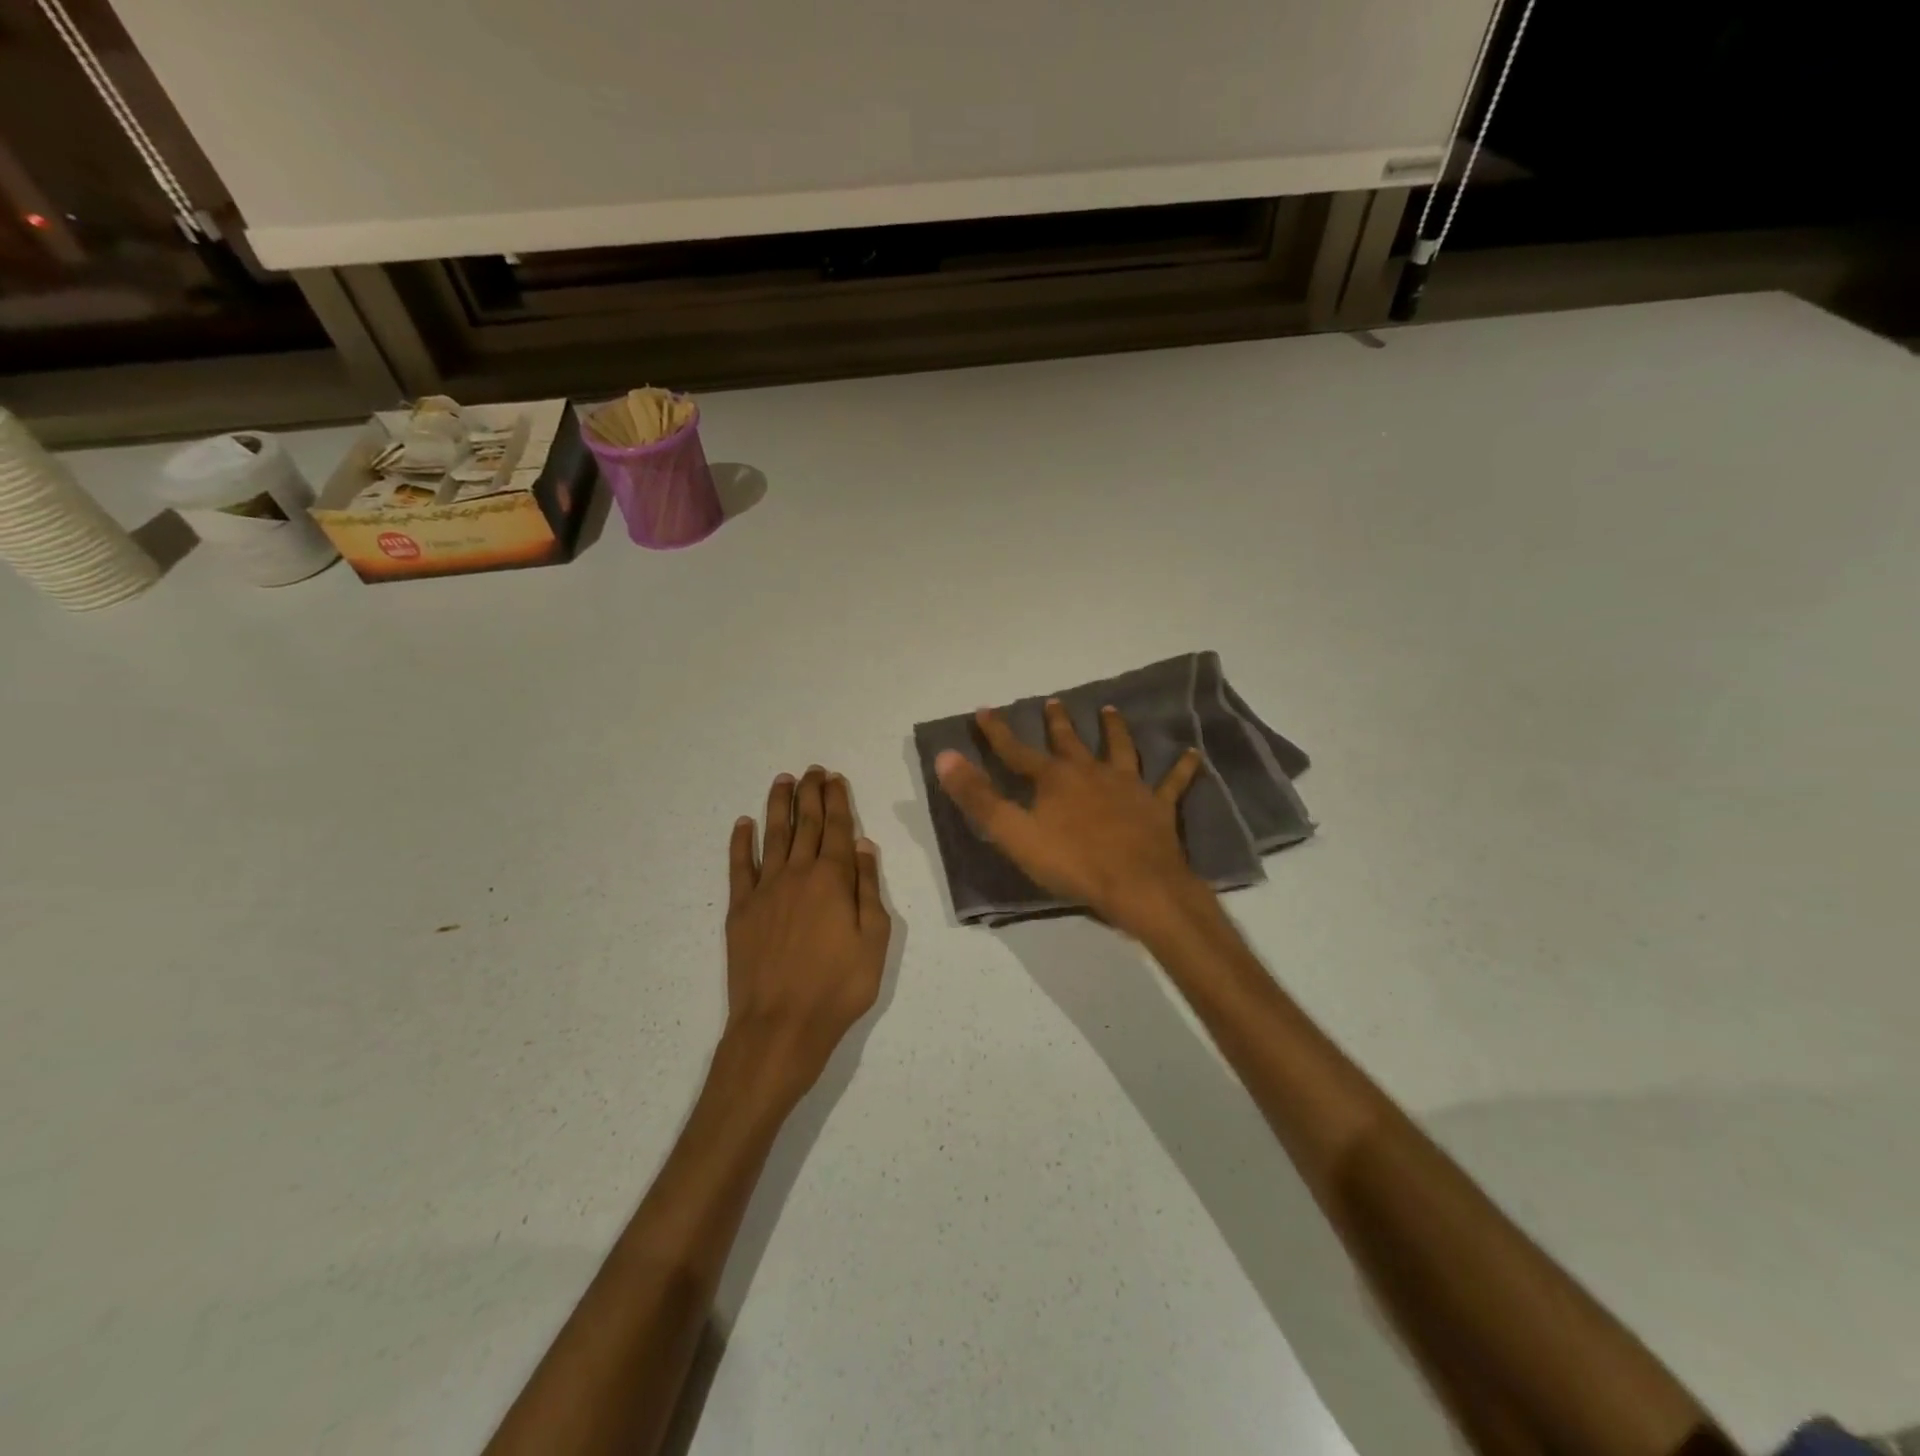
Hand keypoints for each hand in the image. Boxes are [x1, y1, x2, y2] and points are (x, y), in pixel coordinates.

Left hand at [725, 767, 891, 1099]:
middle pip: (805, 825)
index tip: (833, 778)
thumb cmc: (839, 987)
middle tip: (811, 770)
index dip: (836, 800)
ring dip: (778, 806)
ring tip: (782, 781)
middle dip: (810, 794)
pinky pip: (739, 867)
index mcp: (833, 880)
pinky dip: (741, 843)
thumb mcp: (875, 940)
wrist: (780, 1025)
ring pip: (773, 836)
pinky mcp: (740, 910)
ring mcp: (765, 890)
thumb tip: (863, 845)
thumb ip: (868, 888)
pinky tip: (743, 824)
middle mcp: (798, 874)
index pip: (837, 828)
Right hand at [935, 701, 1208, 936]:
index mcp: (1054, 780)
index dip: (997, 732)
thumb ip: (979, 797)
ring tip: (1111, 709)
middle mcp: (1090, 773)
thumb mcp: (1014, 834)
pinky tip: (1192, 753)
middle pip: (1070, 742)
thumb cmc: (1072, 863)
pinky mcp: (1158, 806)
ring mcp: (1128, 786)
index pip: (1016, 751)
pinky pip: (1172, 782)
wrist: (1138, 886)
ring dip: (1114, 729)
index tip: (984, 710)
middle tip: (1054, 701)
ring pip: (1121, 749)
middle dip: (1058, 722)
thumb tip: (945, 757)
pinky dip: (1182, 767)